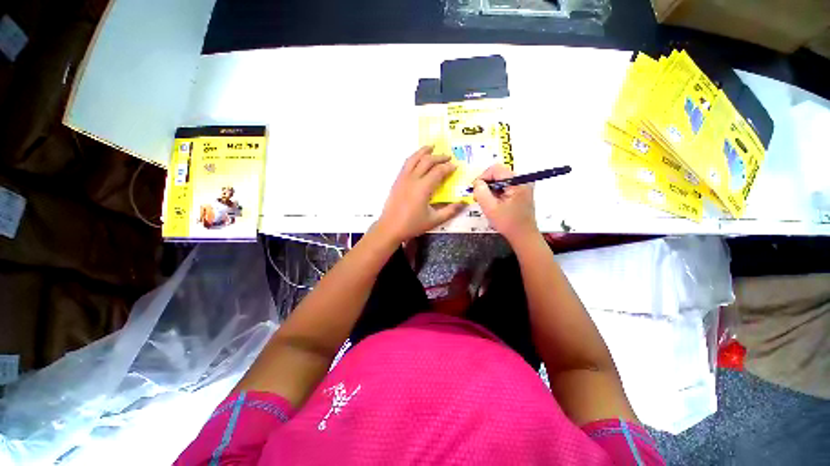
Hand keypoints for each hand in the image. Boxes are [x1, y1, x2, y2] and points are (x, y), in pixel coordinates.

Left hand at [376, 146, 464, 242]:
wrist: (390, 227)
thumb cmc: (412, 225)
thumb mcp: (434, 220)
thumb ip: (450, 211)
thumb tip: (463, 203)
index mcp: (423, 188)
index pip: (438, 171)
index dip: (448, 167)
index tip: (456, 166)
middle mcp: (413, 179)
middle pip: (427, 161)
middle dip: (439, 157)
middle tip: (448, 157)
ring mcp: (403, 178)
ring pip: (414, 159)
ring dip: (424, 151)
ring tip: (432, 146)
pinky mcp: (397, 181)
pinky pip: (406, 164)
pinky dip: (414, 157)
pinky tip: (417, 158)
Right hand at [473, 164, 538, 243]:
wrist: (523, 235)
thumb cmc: (508, 223)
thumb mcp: (490, 208)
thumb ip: (481, 192)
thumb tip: (477, 182)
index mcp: (517, 181)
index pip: (495, 169)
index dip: (483, 177)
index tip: (475, 190)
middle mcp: (522, 180)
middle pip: (498, 173)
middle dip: (486, 184)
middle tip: (479, 198)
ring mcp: (523, 185)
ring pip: (500, 180)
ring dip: (490, 189)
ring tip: (486, 202)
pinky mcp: (521, 191)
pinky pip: (505, 186)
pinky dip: (496, 192)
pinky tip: (494, 203)